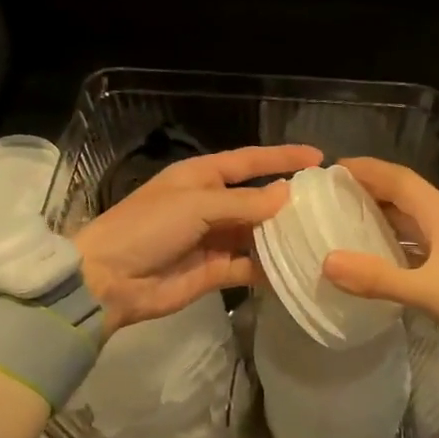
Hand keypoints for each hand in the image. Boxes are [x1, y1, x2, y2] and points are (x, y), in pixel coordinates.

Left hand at [74, 144, 322, 335]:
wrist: (110, 280)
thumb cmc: (149, 227)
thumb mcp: (196, 205)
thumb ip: (244, 202)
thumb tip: (287, 194)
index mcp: (201, 177)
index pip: (249, 161)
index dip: (282, 157)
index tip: (318, 157)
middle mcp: (210, 204)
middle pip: (257, 199)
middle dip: (288, 201)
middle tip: (328, 206)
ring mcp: (213, 239)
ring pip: (257, 234)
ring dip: (283, 236)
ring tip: (320, 237)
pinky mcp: (215, 271)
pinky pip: (249, 266)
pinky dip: (270, 268)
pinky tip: (297, 268)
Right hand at [322, 158, 438, 363]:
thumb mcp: (427, 292)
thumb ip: (377, 278)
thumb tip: (327, 262)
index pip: (400, 179)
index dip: (367, 170)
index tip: (332, 169)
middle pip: (404, 195)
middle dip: (369, 189)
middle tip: (330, 195)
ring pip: (411, 219)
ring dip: (381, 215)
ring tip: (345, 220)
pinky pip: (418, 243)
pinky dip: (394, 242)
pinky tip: (376, 256)